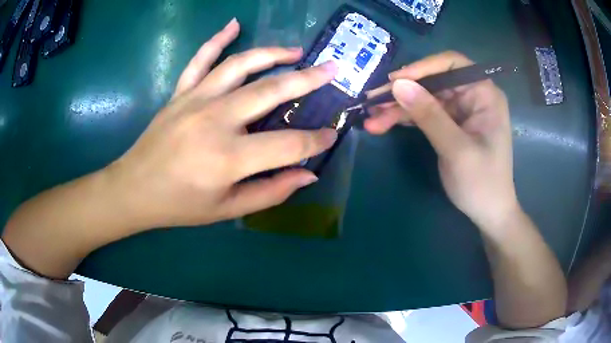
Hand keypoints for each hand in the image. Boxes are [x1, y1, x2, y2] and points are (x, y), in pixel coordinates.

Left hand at [106, 19, 338, 229]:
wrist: (134, 189)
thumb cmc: (180, 205)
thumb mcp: (227, 209)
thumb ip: (271, 192)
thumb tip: (308, 174)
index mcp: (229, 158)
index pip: (288, 144)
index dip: (315, 141)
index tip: (331, 136)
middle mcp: (216, 120)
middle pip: (272, 90)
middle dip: (309, 80)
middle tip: (332, 70)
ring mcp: (195, 100)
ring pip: (241, 65)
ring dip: (273, 53)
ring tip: (297, 51)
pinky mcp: (180, 92)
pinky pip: (201, 59)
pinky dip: (217, 39)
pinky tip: (234, 25)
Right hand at [365, 52, 518, 227]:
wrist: (488, 213)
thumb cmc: (482, 183)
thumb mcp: (456, 149)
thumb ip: (429, 115)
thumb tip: (398, 85)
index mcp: (484, 94)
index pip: (452, 64)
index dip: (422, 67)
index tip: (394, 81)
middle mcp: (472, 96)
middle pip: (433, 81)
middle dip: (403, 92)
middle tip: (372, 102)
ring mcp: (460, 110)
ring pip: (424, 98)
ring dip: (398, 108)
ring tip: (372, 119)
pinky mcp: (450, 124)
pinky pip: (424, 114)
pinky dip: (405, 118)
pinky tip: (383, 124)